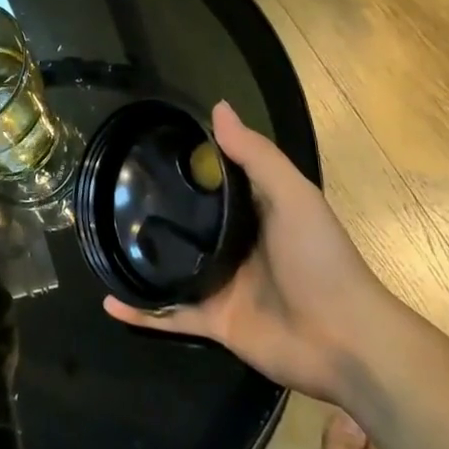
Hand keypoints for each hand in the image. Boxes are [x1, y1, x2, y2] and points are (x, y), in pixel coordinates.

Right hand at [104, 101, 403, 404]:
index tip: (144, 149)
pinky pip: (170, 314)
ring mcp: (222, 287)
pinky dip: (140, 312)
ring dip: (140, 260)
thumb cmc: (321, 260)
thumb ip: (256, 156)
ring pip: (171, 269)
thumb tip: (218, 107)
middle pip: (186, 226)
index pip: (212, 185)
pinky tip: (109, 301)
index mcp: (253, 215)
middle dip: (153, 213)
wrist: (347, 341)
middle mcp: (234, 247)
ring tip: (101, 243)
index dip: (183, 167)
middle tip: (109, 193)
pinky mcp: (215, 321)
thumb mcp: (293, 196)